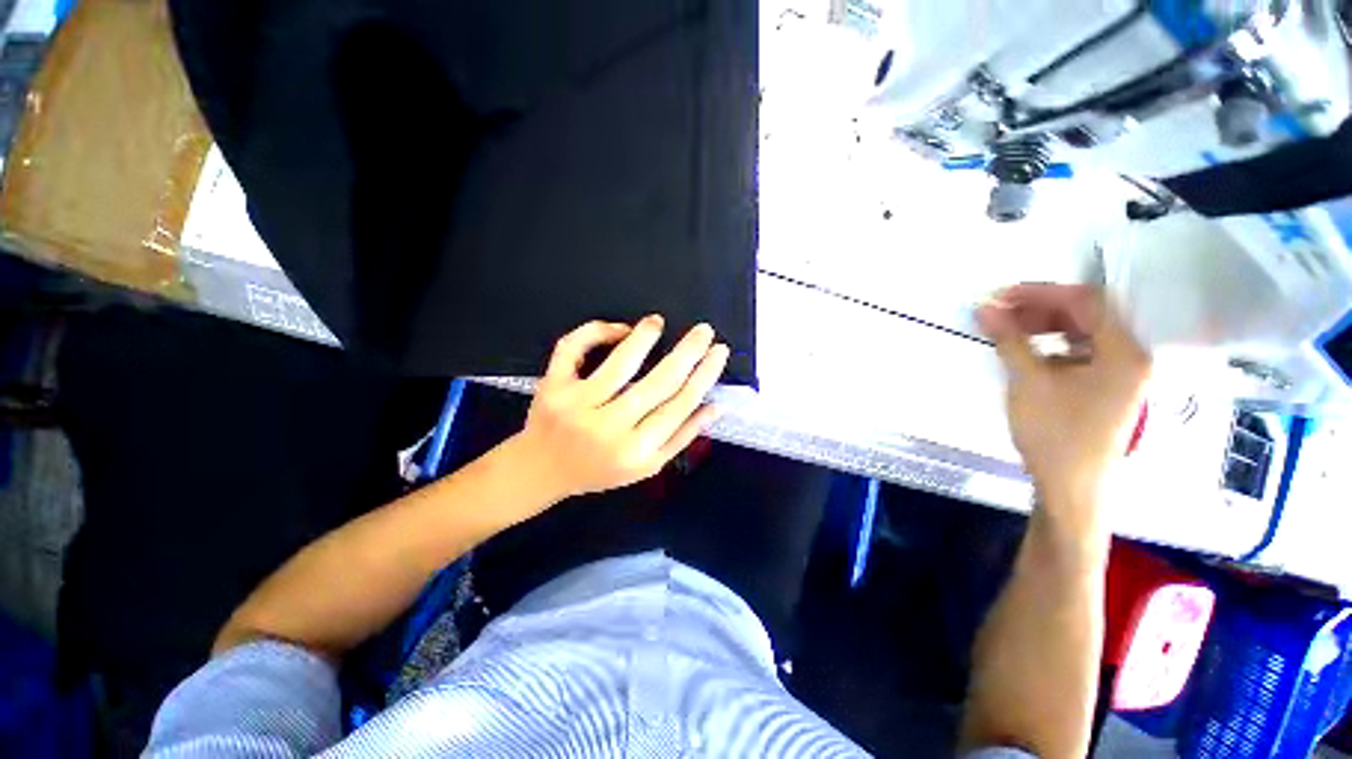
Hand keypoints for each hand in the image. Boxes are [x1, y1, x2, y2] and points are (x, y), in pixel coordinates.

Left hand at [508, 315, 728, 505]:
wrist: (541, 471)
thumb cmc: (600, 470)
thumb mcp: (647, 466)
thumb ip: (682, 437)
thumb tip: (715, 406)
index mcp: (637, 451)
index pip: (680, 405)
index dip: (704, 375)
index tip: (719, 351)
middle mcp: (610, 428)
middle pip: (658, 383)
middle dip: (687, 352)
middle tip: (704, 330)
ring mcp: (577, 406)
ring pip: (619, 364)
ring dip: (644, 337)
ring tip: (659, 322)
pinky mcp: (552, 388)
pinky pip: (573, 349)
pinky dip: (595, 331)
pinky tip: (618, 328)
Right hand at [977, 285, 1150, 509]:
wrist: (1071, 486)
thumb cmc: (1055, 433)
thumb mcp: (1029, 382)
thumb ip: (1009, 340)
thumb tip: (985, 308)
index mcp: (1124, 351)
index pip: (1086, 301)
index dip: (1042, 292)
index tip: (1001, 295)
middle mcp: (1130, 355)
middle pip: (1087, 314)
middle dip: (1040, 308)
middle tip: (999, 312)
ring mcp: (1120, 372)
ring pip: (1083, 332)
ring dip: (1044, 326)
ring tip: (1008, 330)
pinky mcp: (1105, 387)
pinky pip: (1080, 351)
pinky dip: (1051, 345)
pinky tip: (1027, 352)